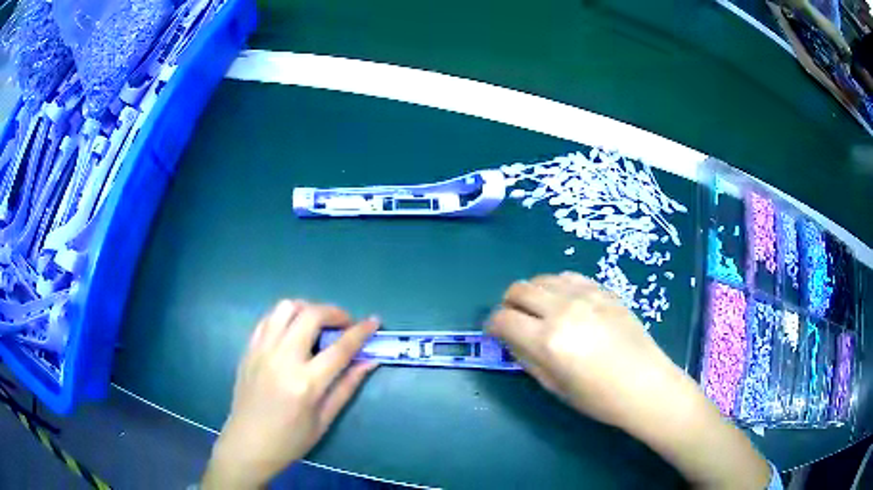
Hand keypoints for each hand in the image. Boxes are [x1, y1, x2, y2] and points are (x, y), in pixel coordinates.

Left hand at [202, 300, 378, 488]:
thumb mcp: (324, 420)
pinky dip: (286, 317)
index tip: (375, 321)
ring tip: (318, 324)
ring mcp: (262, 350)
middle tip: (345, 325)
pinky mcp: (249, 349)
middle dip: (335, 312)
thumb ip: (347, 386)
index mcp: (305, 383)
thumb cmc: (290, 440)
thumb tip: (370, 361)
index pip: (340, 347)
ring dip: (308, 309)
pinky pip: (268, 318)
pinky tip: (293, 332)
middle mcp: (282, 359)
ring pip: (286, 307)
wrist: (248, 443)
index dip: (361, 331)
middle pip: (311, 315)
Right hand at [487, 272, 686, 428]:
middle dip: (508, 304)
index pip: (503, 319)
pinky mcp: (603, 290)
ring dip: (532, 293)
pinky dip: (557, 286)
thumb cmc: (598, 397)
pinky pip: (569, 277)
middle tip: (514, 320)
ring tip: (539, 311)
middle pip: (519, 289)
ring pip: (542, 278)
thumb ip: (527, 359)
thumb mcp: (554, 386)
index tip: (496, 333)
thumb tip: (511, 340)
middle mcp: (563, 310)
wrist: (645, 385)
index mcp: (548, 340)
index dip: (492, 325)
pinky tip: (564, 302)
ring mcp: (586, 296)